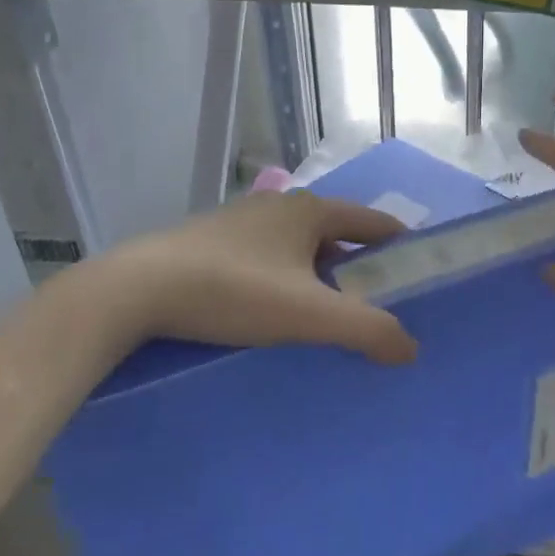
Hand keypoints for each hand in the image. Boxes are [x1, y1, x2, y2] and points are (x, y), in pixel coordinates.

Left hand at [87, 191, 420, 364]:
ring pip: (300, 247)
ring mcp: (243, 221)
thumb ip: (367, 330)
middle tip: (375, 306)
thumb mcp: (309, 314)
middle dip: (359, 267)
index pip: (374, 222)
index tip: (417, 277)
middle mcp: (280, 206)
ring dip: (320, 275)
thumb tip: (410, 349)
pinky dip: (286, 278)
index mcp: (311, 211)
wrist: (137, 290)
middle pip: (338, 235)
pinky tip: (274, 310)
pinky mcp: (213, 242)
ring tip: (327, 315)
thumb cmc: (234, 291)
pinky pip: (268, 258)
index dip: (400, 246)